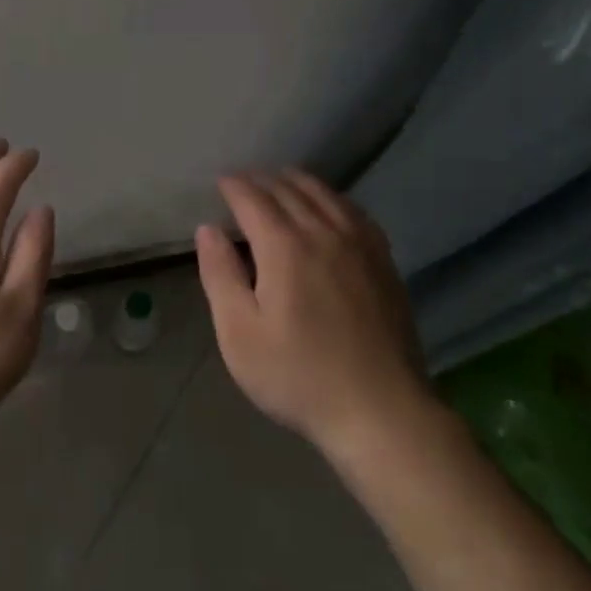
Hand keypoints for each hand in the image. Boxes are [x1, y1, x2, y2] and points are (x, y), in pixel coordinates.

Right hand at [197, 170, 430, 457]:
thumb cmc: (298, 376)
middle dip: (262, 179)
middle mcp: (323, 232)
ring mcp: (359, 243)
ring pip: (324, 194)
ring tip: (280, 181)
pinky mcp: (383, 260)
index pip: (253, 199)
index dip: (234, 186)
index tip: (220, 182)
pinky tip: (329, 205)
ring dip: (297, 182)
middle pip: (289, 190)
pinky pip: (353, 210)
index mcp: (284, 246)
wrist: (381, 410)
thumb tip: (208, 229)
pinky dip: (332, 197)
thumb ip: (220, 275)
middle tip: (244, 181)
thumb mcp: (240, 334)